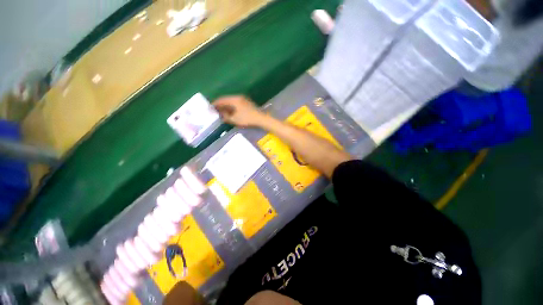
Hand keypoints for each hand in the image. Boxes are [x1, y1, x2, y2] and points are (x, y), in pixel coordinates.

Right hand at [212, 95, 266, 127]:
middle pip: (227, 100)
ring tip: (222, 112)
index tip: (210, 108)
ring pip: (232, 102)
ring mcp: (244, 100)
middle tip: (215, 110)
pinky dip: (232, 108)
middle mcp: (238, 97)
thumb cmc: (247, 119)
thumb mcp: (234, 119)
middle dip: (220, 105)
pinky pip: (237, 104)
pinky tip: (231, 113)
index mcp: (234, 99)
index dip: (215, 104)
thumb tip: (221, 116)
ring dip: (226, 107)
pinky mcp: (247, 103)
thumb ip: (226, 117)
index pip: (221, 100)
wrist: (261, 119)